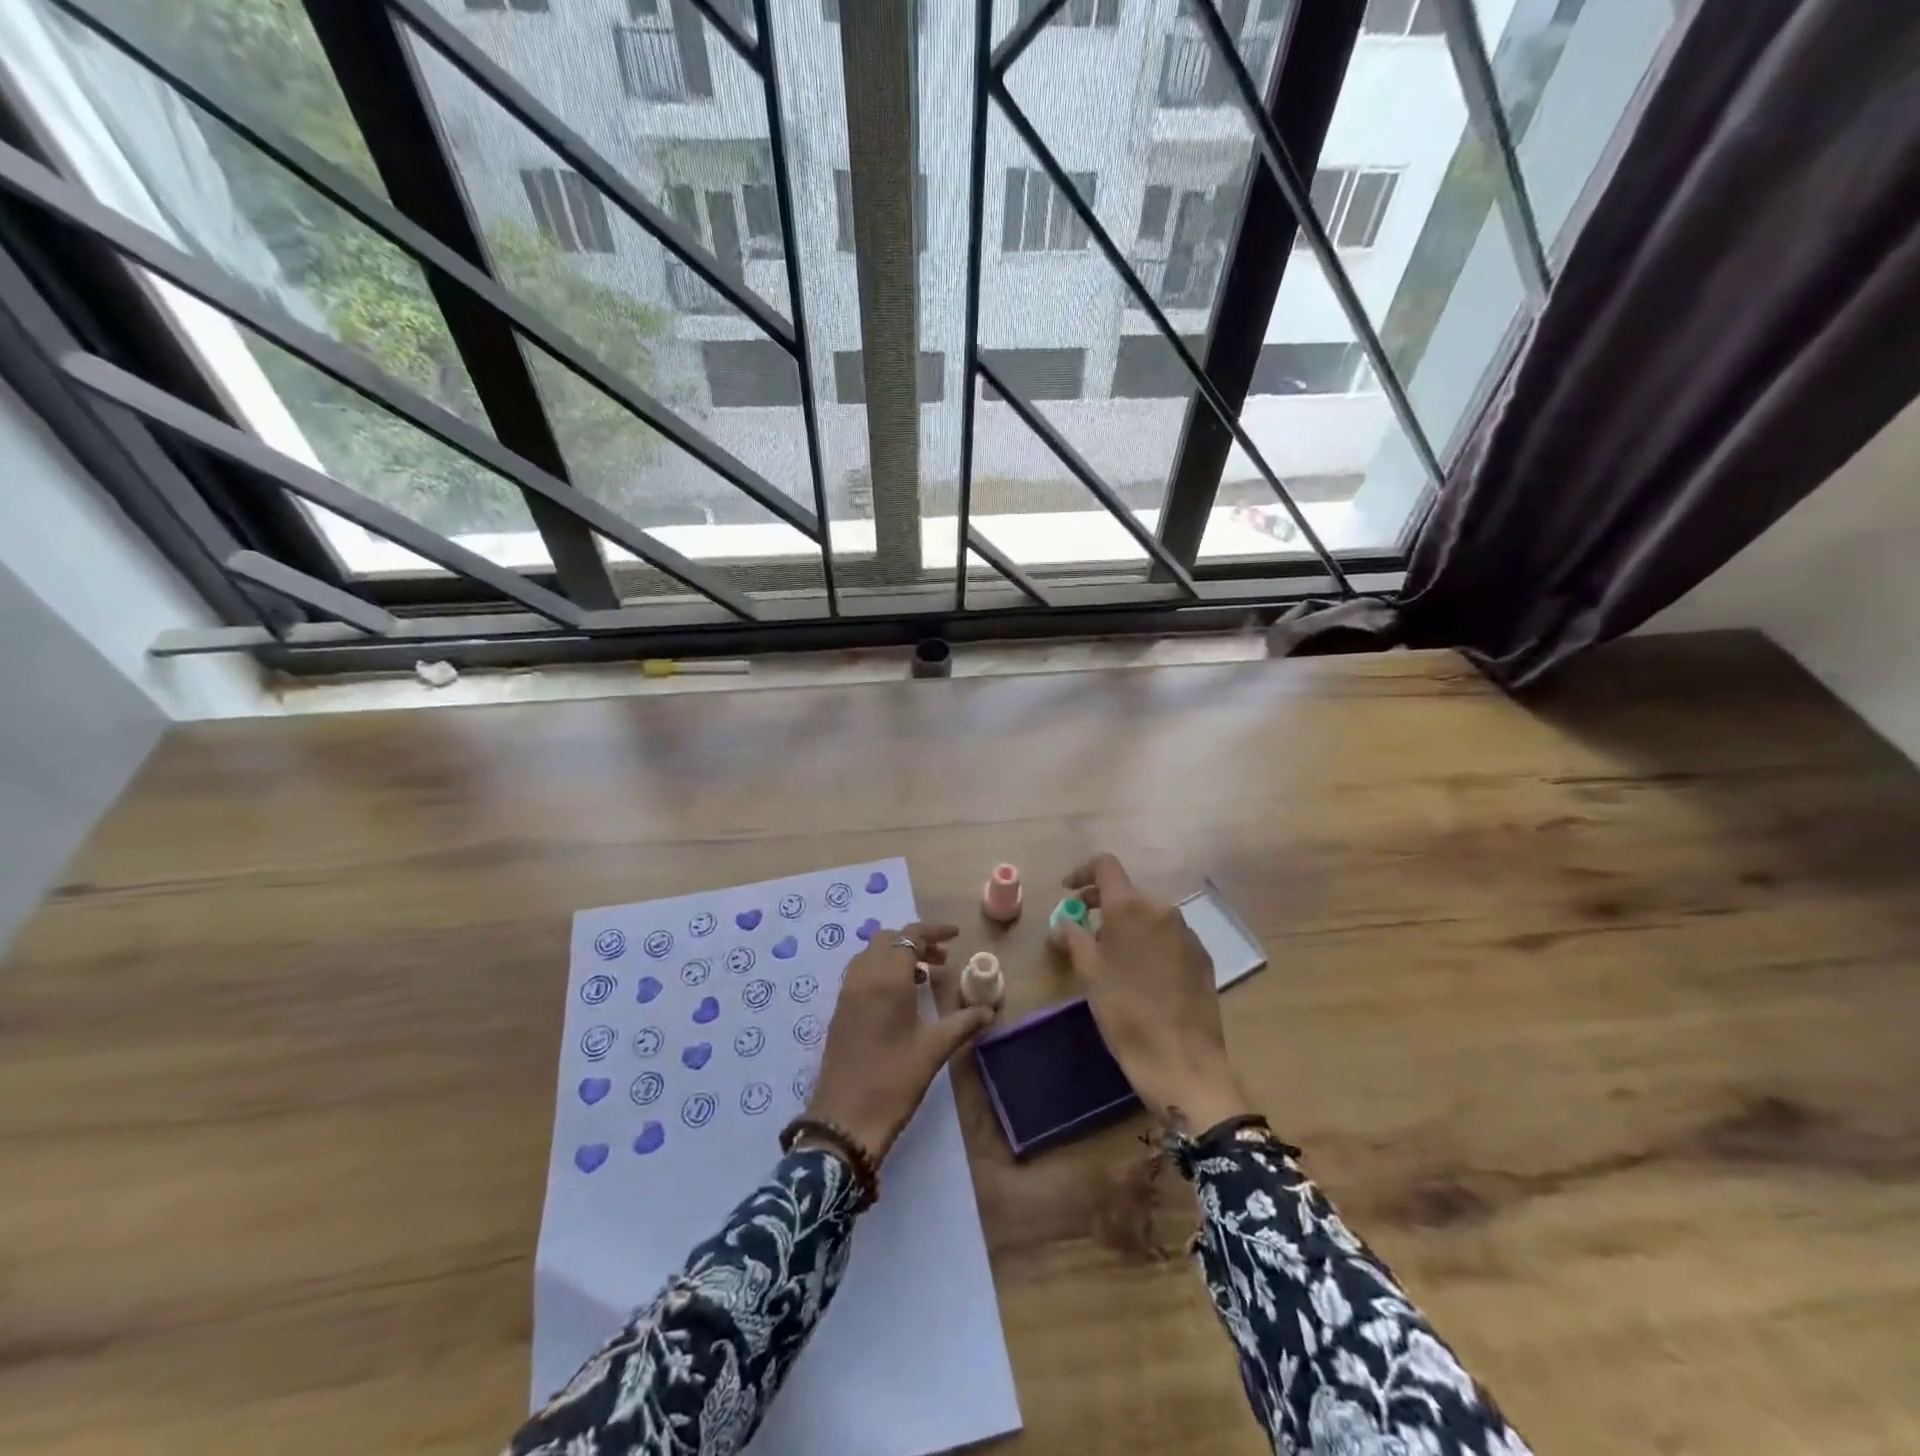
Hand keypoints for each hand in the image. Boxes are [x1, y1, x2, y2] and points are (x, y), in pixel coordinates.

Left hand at [807, 922, 995, 1160]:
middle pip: (889, 940)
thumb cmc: (894, 1079)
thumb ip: (963, 1022)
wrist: (845, 1118)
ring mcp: (847, 992)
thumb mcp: (934, 1049)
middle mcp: (863, 976)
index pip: (910, 936)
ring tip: (926, 976)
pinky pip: (862, 973)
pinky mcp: (840, 1009)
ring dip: (899, 956)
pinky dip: (883, 971)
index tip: (955, 936)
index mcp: (887, 978)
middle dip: (916, 942)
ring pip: (873, 955)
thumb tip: (989, 1010)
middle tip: (942, 959)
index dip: (933, 932)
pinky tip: (902, 997)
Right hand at [1059, 854, 1250, 1129]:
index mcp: (1130, 906)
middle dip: (1102, 903)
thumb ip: (1074, 937)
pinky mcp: (1201, 955)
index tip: (1067, 891)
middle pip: (1127, 891)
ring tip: (1110, 953)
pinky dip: (1148, 941)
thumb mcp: (1089, 973)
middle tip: (1082, 926)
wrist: (1182, 1059)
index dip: (1082, 872)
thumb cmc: (1125, 1011)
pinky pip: (1168, 935)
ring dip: (1126, 923)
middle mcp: (1161, 909)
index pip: (1105, 866)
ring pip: (1148, 914)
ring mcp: (1186, 932)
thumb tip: (1066, 922)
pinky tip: (1140, 971)